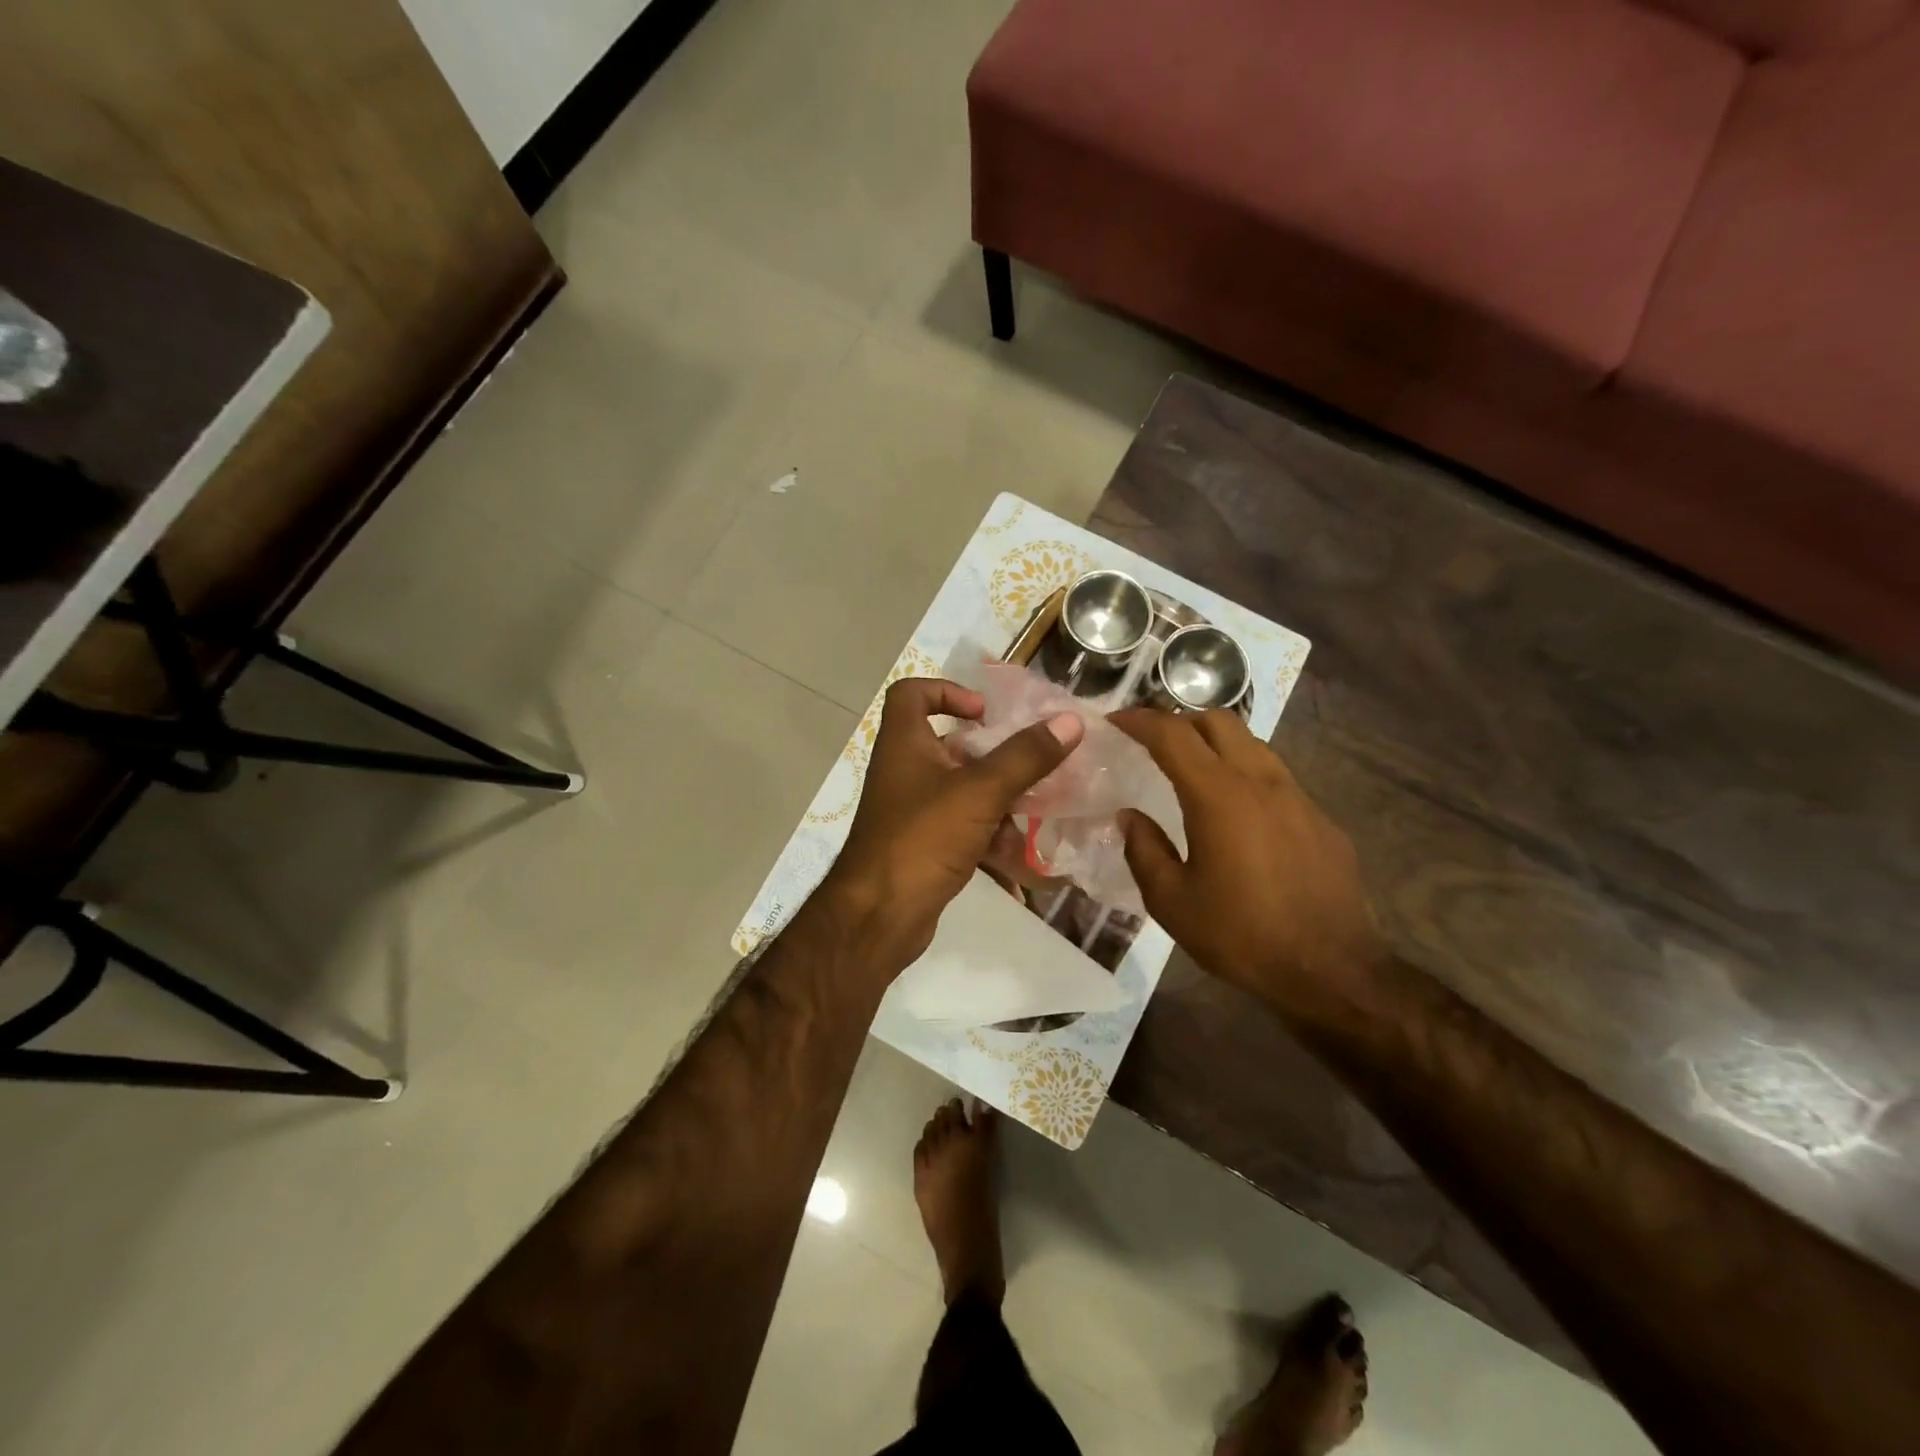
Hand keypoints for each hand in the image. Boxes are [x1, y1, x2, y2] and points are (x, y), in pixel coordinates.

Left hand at [824, 678, 1083, 970]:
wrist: (879, 917)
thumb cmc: (922, 838)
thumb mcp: (980, 792)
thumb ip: (1025, 757)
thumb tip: (1069, 721)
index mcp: (905, 744)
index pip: (912, 693)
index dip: (947, 690)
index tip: (985, 713)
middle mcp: (905, 771)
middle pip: (950, 745)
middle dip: (994, 755)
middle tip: (1033, 761)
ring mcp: (913, 812)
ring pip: (963, 791)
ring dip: (1001, 799)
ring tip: (1040, 810)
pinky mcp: (923, 846)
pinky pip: (963, 829)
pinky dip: (991, 837)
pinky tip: (1024, 857)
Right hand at [1110, 709, 1385, 1020]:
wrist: (1332, 971)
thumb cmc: (1241, 935)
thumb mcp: (1172, 901)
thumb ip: (1143, 850)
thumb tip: (1130, 817)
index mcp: (1218, 795)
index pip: (1172, 735)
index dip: (1139, 720)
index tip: (1115, 720)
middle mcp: (1260, 781)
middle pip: (1218, 721)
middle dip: (1180, 720)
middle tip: (1153, 741)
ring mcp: (1297, 797)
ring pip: (1252, 744)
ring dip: (1215, 744)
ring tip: (1192, 771)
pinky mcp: (1320, 819)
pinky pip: (1276, 778)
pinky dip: (1245, 775)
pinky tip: (1237, 815)